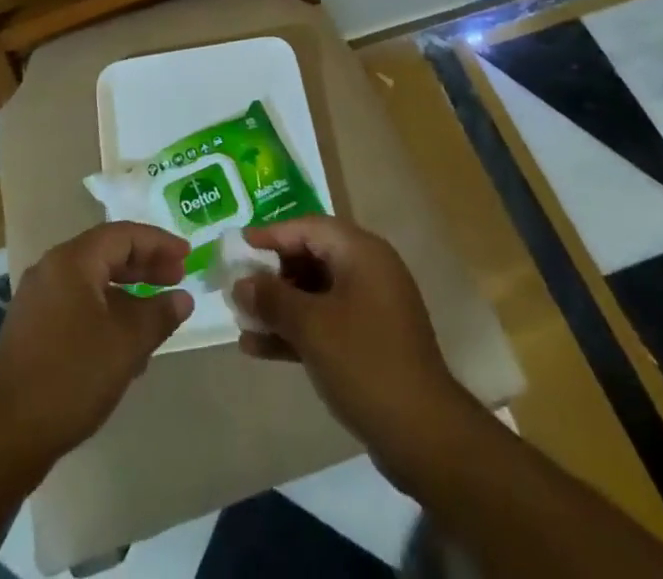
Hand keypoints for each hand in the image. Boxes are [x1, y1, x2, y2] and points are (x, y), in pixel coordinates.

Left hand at [0, 222, 194, 463]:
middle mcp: (52, 270)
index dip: (158, 243)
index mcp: (72, 260)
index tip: (187, 256)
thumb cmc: (70, 376)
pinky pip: (78, 306)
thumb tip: (182, 298)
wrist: (3, 434)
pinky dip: (106, 314)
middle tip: (177, 278)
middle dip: (144, 266)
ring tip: (157, 315)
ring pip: (93, 283)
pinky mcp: (32, 330)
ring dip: (127, 294)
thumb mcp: (125, 344)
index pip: (123, 235)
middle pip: (106, 254)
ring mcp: (38, 300)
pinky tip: (125, 346)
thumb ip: (158, 315)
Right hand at [233, 216, 477, 487]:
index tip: (238, 245)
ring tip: (241, 320)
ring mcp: (371, 307)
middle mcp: (368, 270)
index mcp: (361, 252)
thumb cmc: (365, 362)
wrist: (424, 435)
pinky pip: (326, 322)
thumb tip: (241, 283)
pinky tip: (258, 348)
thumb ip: (272, 298)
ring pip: (315, 293)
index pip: (308, 227)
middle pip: (311, 257)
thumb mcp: (311, 326)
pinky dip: (296, 330)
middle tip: (238, 286)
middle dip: (272, 274)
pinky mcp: (370, 341)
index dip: (271, 234)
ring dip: (279, 306)